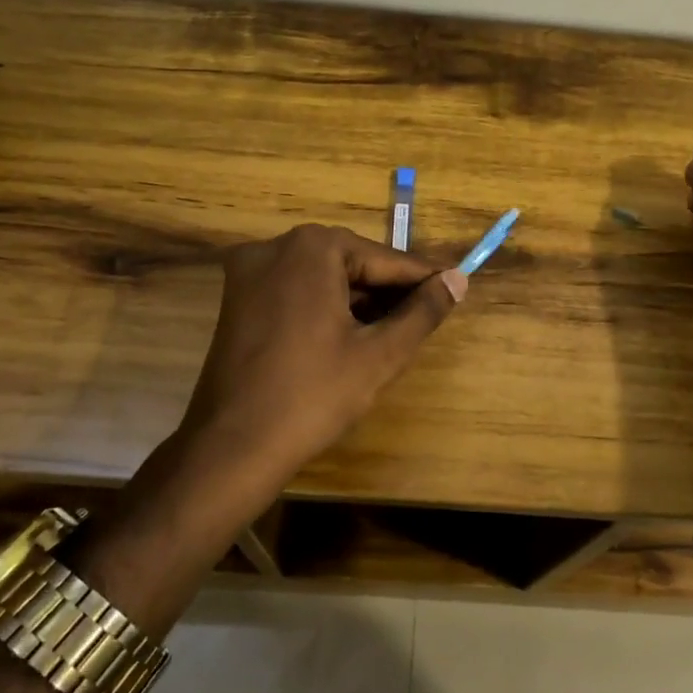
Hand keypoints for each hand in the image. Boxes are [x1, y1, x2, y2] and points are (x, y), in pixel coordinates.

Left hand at [176, 224, 464, 514]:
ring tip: (395, 330)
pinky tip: (351, 335)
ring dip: (358, 300)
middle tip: (426, 316)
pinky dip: (325, 307)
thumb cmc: (313, 396)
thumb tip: (458, 279)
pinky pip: (295, 291)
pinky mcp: (236, 299)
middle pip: (351, 263)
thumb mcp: (380, 354)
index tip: (455, 288)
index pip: (385, 260)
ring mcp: (249, 271)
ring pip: (323, 277)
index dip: (423, 279)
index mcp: (312, 248)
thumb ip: (423, 311)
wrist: (233, 447)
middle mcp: (275, 246)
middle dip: (388, 291)